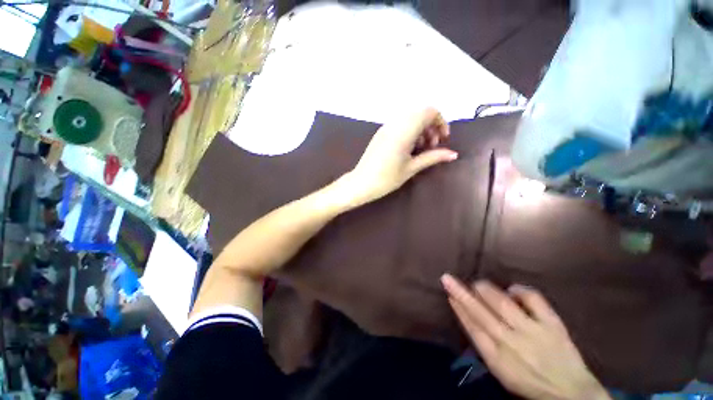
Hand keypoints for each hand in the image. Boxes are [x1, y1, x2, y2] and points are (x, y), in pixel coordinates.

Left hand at [343, 108, 457, 205]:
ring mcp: (385, 128)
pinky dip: (409, 132)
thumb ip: (432, 157)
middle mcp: (394, 124)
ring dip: (420, 129)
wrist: (361, 184)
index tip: (442, 139)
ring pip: (409, 118)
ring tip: (420, 150)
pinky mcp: (380, 134)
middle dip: (430, 126)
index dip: (440, 122)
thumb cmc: (387, 178)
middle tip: (431, 146)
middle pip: (420, 113)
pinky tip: (408, 149)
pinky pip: (399, 125)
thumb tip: (453, 154)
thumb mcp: (411, 168)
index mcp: (404, 130)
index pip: (429, 111)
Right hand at [441, 275, 610, 399]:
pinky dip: (520, 290)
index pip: (472, 328)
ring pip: (502, 303)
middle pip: (480, 313)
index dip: (459, 308)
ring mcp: (533, 332)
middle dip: (461, 293)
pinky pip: (533, 299)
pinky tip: (513, 290)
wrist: (571, 393)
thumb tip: (467, 314)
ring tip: (477, 284)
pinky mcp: (552, 324)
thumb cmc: (529, 382)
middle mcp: (512, 343)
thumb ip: (483, 344)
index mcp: (497, 359)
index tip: (448, 294)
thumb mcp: (500, 371)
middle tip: (447, 278)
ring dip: (485, 289)